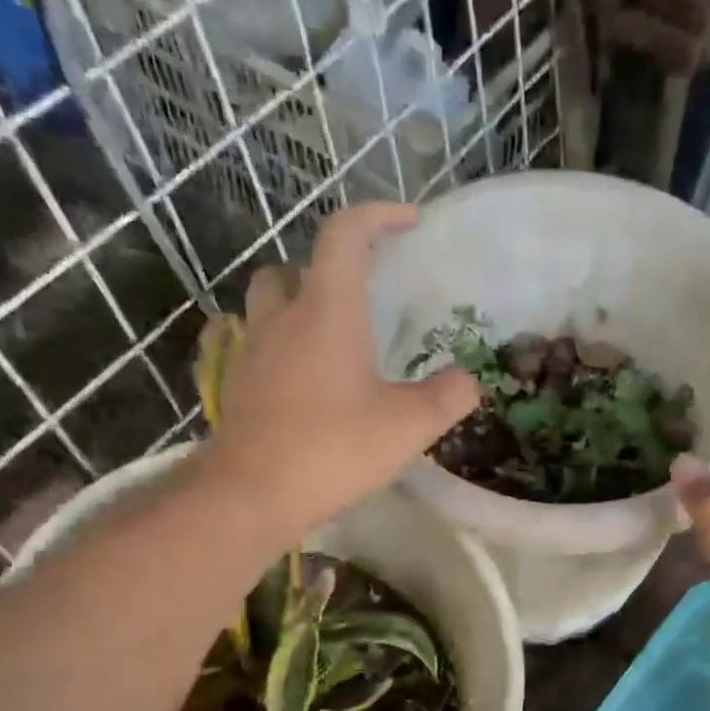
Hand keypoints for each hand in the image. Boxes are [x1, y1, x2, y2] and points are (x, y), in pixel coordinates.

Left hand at [203, 202, 479, 532]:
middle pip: (296, 266)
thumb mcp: (408, 427)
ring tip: (334, 338)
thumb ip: (447, 397)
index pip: (346, 234)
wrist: (251, 493)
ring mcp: (253, 350)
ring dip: (299, 304)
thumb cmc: (333, 449)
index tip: (409, 223)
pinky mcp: (239, 384)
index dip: (378, 216)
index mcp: (327, 310)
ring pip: (269, 303)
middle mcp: (283, 317)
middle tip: (362, 296)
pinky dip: (285, 347)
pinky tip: (309, 382)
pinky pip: (259, 345)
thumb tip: (470, 380)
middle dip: (329, 268)